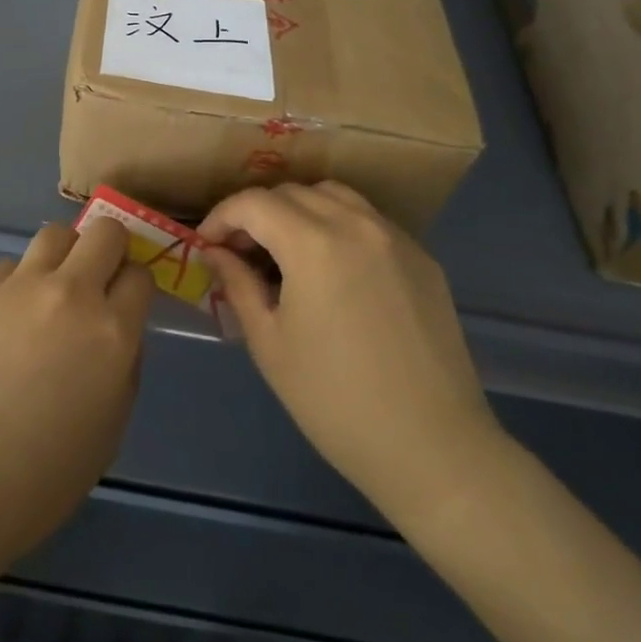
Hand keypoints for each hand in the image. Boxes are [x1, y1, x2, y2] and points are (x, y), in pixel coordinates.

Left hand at [0, 220, 153, 594]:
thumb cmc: (40, 480)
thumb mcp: (109, 431)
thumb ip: (125, 368)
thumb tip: (119, 333)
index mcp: (112, 333)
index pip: (140, 275)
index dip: (135, 287)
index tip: (126, 303)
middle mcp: (71, 294)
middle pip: (105, 232)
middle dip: (110, 249)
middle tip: (98, 280)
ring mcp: (20, 287)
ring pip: (56, 234)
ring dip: (65, 255)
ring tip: (52, 290)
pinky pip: (10, 266)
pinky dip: (18, 283)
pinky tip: (6, 319)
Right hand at [200, 182, 503, 525]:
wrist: (433, 448)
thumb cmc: (335, 401)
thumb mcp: (270, 344)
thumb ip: (239, 284)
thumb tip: (216, 253)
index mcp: (313, 243)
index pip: (253, 203)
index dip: (221, 217)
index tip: (207, 246)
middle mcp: (356, 224)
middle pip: (291, 193)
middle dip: (256, 213)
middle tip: (241, 252)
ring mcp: (395, 237)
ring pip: (334, 195)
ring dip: (298, 210)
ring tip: (285, 250)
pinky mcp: (422, 258)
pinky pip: (369, 220)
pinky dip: (338, 225)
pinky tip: (333, 268)